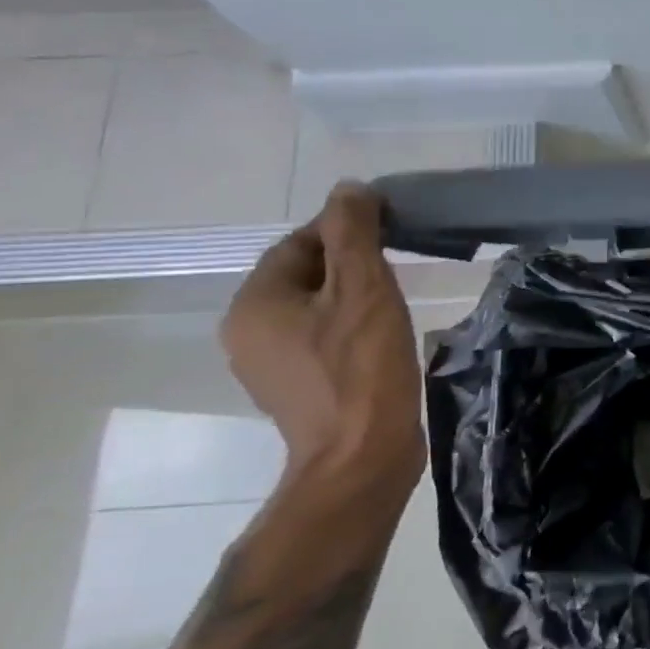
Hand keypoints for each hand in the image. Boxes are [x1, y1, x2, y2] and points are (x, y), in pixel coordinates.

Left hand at [220, 183, 424, 519]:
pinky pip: (320, 337)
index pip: (300, 242)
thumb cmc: (362, 370)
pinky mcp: (296, 387)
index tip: (394, 233)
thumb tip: (349, 189)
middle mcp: (248, 330)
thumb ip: (353, 234)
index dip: (347, 230)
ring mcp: (268, 364)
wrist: (361, 459)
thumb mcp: (364, 290)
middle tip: (401, 267)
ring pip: (314, 307)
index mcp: (255, 302)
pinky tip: (384, 337)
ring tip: (398, 301)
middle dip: (352, 263)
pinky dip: (349, 326)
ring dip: (354, 296)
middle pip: (305, 274)